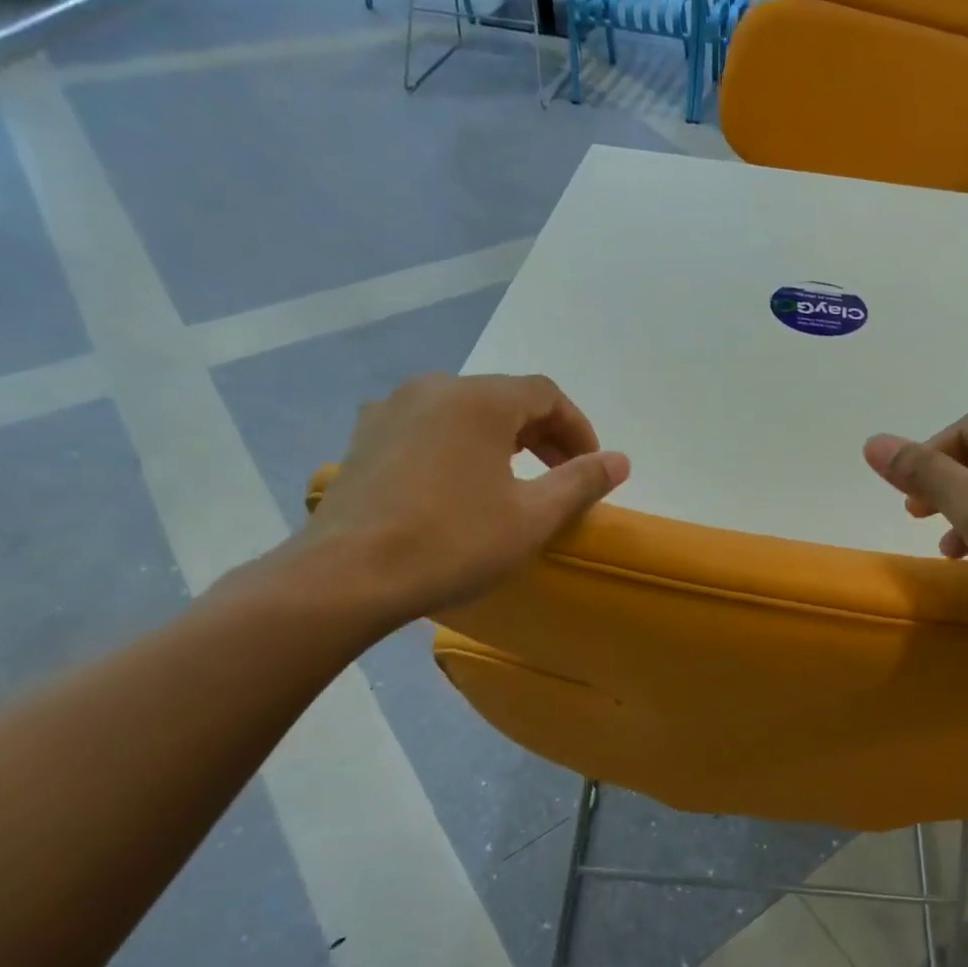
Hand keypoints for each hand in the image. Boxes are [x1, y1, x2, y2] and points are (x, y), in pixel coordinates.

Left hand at [294, 373, 628, 627]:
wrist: (346, 577)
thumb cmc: (452, 542)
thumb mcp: (532, 516)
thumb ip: (582, 482)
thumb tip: (621, 460)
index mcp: (479, 399)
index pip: (546, 395)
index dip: (578, 428)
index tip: (591, 467)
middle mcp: (434, 388)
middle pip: (505, 399)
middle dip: (543, 435)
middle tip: (563, 476)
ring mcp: (391, 411)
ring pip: (465, 412)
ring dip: (502, 440)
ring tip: (515, 482)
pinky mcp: (365, 440)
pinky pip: (428, 429)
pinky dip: (459, 447)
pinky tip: (459, 486)